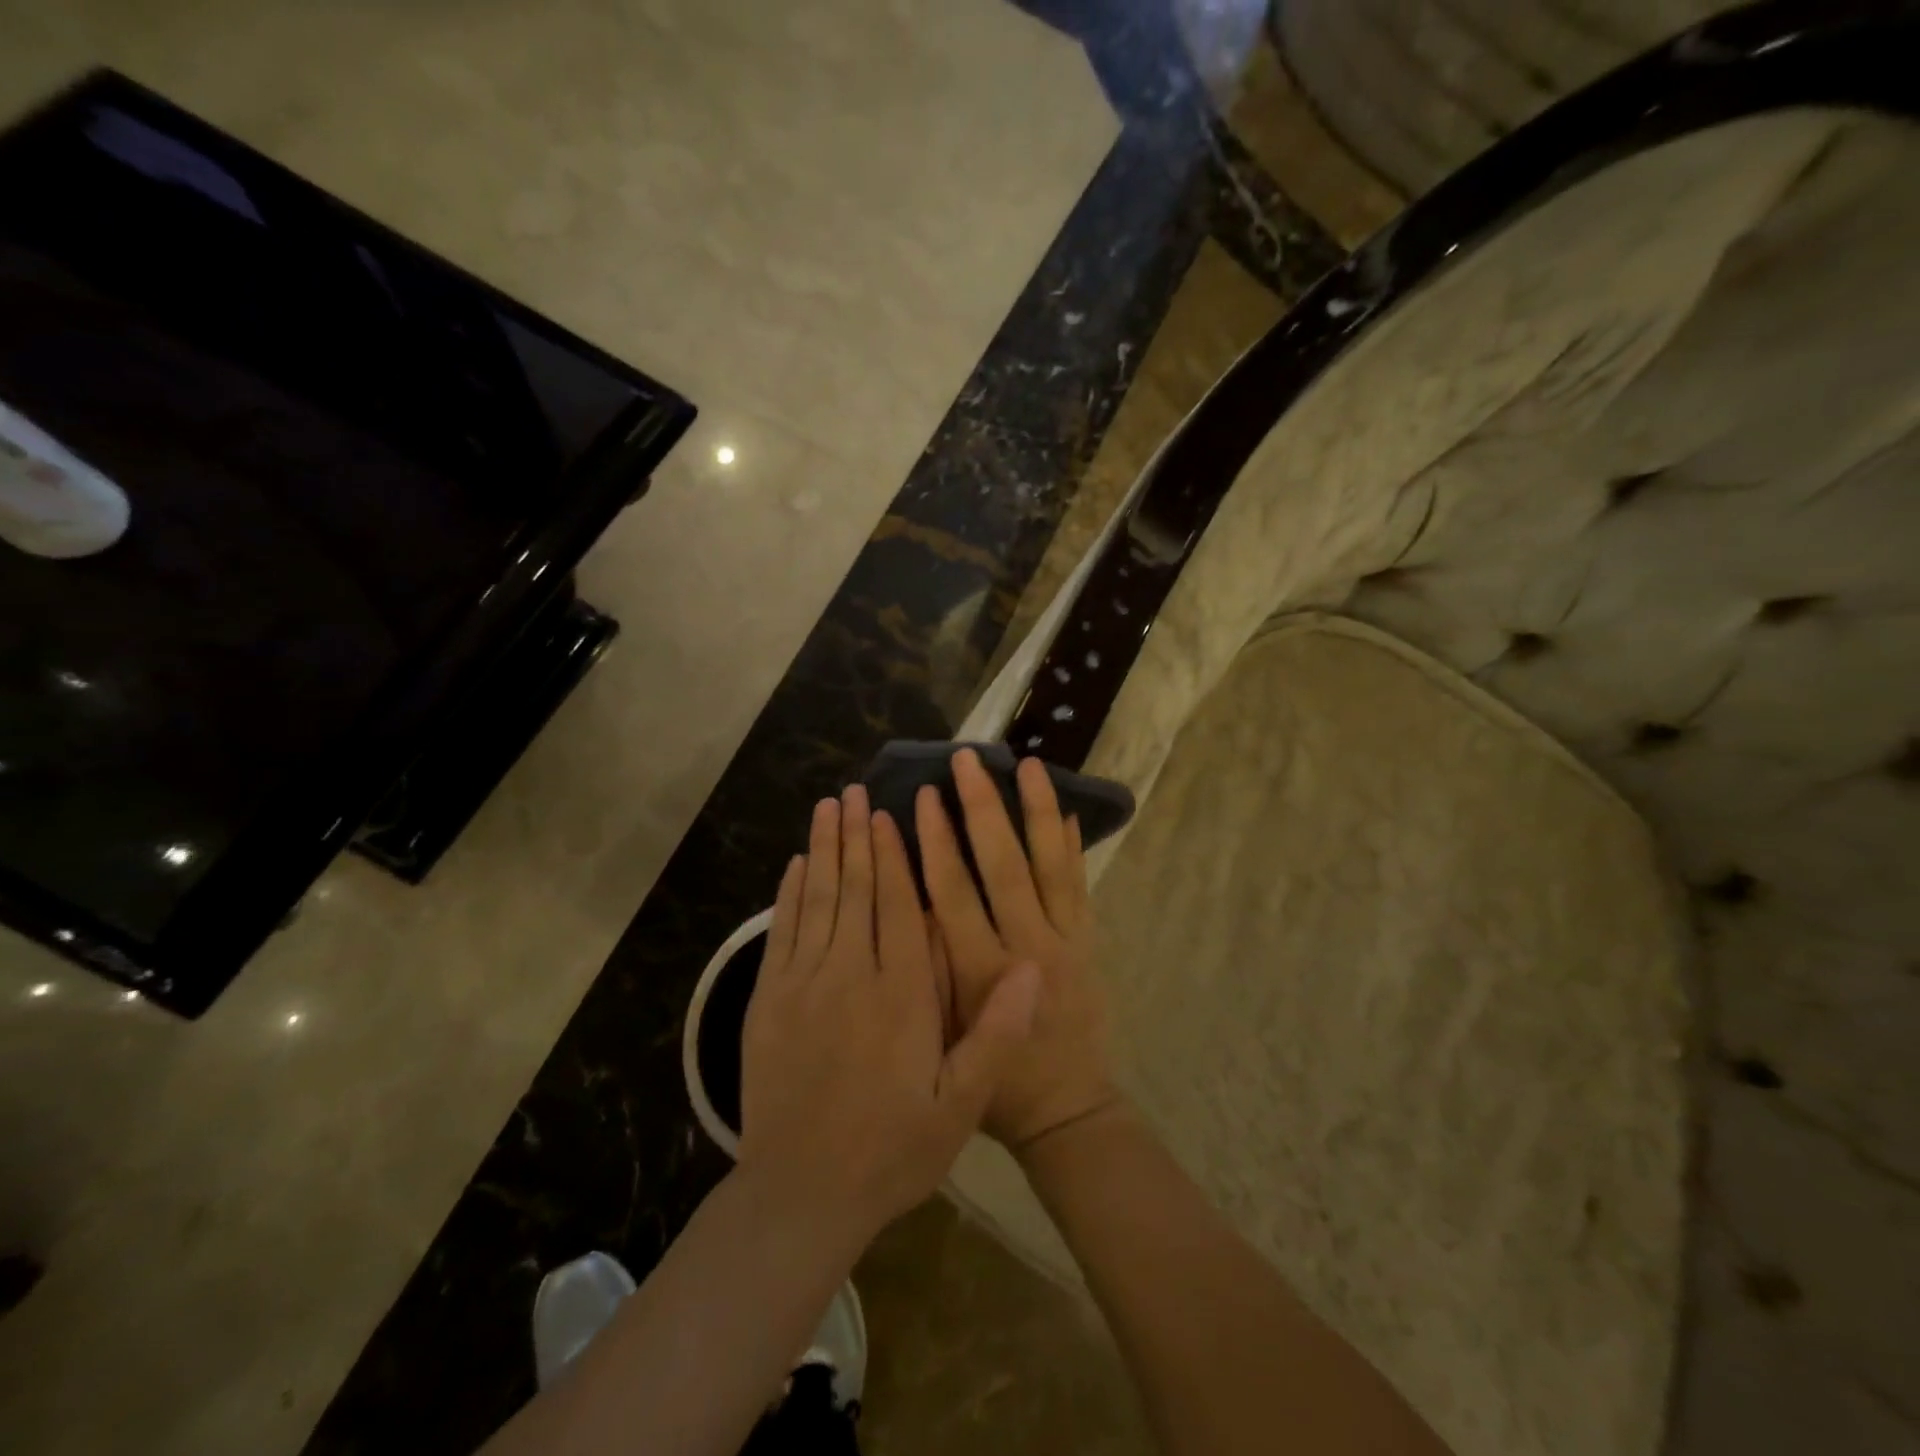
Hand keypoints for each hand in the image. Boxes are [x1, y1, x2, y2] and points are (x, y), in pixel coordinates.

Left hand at [737, 785, 1041, 1244]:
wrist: (803, 1196)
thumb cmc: (892, 1149)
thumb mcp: (960, 1105)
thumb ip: (996, 1033)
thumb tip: (1034, 968)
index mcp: (901, 994)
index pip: (898, 906)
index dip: (894, 856)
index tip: (890, 815)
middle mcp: (850, 975)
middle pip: (855, 890)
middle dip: (856, 837)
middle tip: (855, 792)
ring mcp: (803, 986)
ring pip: (817, 901)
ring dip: (823, 850)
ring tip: (828, 808)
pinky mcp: (768, 1003)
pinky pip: (782, 933)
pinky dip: (789, 894)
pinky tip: (794, 865)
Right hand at [916, 750, 1118, 1152]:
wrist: (1068, 1111)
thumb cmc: (995, 1085)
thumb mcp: (945, 1039)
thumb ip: (933, 968)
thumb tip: (914, 902)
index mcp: (982, 971)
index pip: (954, 892)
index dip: (936, 841)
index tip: (922, 796)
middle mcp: (1027, 945)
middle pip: (1003, 864)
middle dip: (982, 807)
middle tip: (967, 759)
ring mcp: (1066, 941)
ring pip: (1050, 865)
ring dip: (1036, 811)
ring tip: (1027, 765)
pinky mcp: (1089, 943)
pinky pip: (1080, 886)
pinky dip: (1071, 847)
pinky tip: (1063, 810)